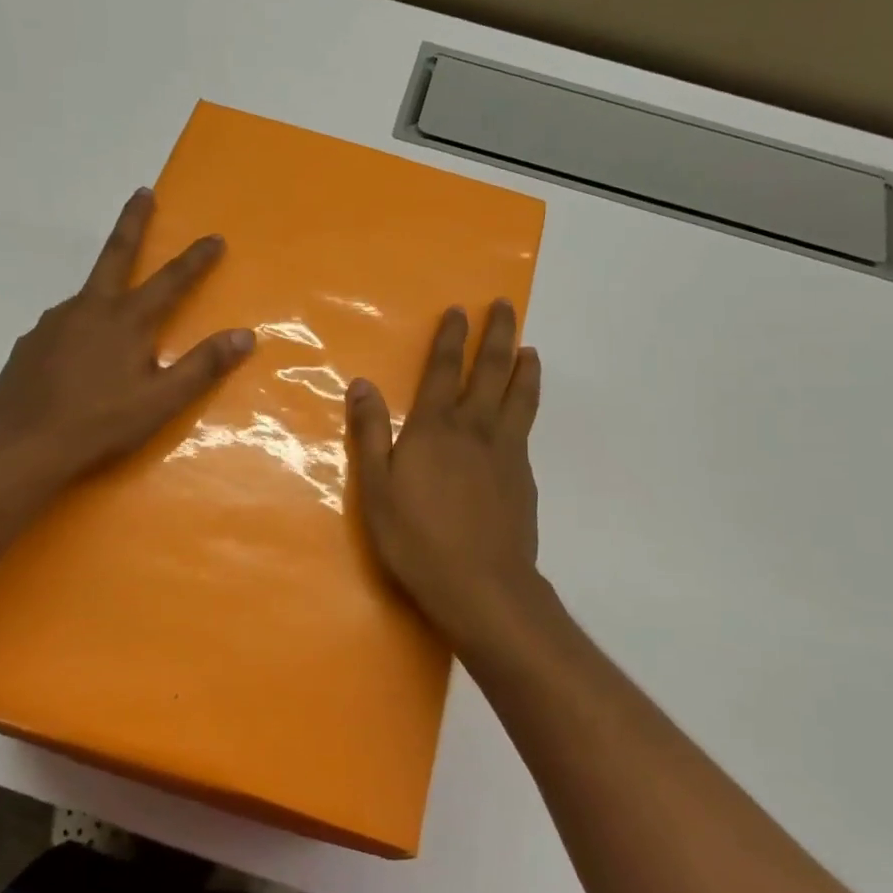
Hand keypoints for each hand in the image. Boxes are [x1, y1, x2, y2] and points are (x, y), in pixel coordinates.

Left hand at [0, 189, 254, 492]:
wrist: (22, 446)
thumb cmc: (100, 424)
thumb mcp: (161, 402)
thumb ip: (203, 366)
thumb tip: (245, 336)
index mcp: (127, 321)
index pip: (171, 280)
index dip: (195, 259)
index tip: (214, 237)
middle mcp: (89, 309)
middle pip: (116, 254)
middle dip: (133, 222)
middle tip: (142, 193)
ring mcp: (53, 323)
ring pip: (87, 296)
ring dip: (105, 290)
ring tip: (114, 313)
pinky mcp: (30, 343)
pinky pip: (62, 325)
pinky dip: (78, 328)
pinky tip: (77, 354)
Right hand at [346, 301, 543, 649]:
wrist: (482, 586)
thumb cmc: (416, 538)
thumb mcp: (376, 487)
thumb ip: (370, 433)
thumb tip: (362, 384)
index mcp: (434, 428)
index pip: (442, 370)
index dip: (450, 338)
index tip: (460, 311)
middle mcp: (474, 429)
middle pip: (490, 372)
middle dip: (497, 336)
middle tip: (507, 306)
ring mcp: (505, 453)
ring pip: (519, 398)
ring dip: (524, 368)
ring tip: (530, 349)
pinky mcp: (523, 478)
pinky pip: (526, 429)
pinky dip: (528, 408)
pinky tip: (525, 412)